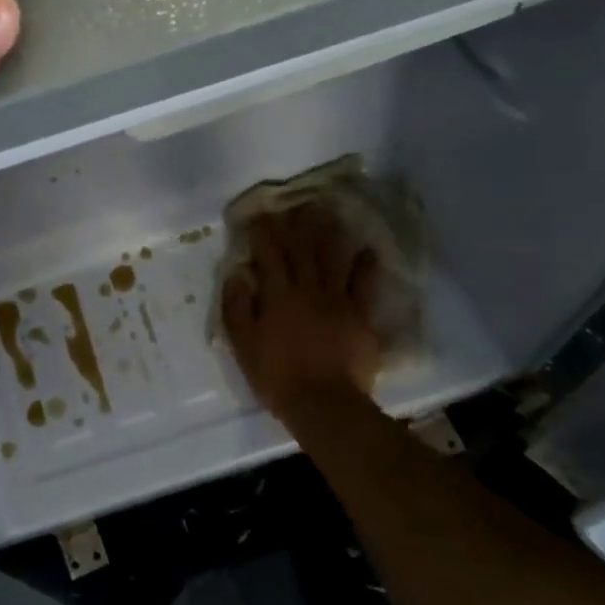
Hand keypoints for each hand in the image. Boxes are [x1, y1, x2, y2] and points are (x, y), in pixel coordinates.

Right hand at [221, 207, 382, 421]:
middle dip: (297, 223)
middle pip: (302, 249)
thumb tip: (237, 274)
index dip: (263, 232)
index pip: (268, 254)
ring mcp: (337, 300)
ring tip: (331, 211)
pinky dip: (366, 265)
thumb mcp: (243, 345)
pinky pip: (364, 284)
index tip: (259, 214)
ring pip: (333, 258)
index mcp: (277, 295)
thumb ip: (237, 308)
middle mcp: (307, 289)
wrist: (324, 403)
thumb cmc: (276, 376)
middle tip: (298, 201)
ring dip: (330, 233)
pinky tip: (368, 249)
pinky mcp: (359, 315)